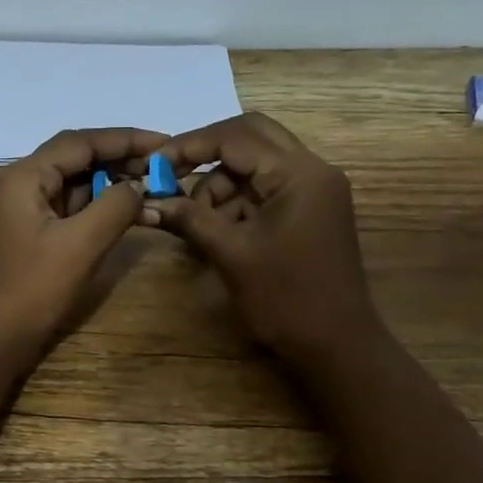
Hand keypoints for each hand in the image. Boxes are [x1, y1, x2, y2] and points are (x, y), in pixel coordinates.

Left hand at [0, 127, 165, 365]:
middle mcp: (19, 185)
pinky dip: (96, 207)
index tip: (165, 143)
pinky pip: (68, 209)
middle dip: (119, 160)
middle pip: (75, 159)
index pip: (80, 142)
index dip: (125, 139)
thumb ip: (114, 207)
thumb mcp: (80, 245)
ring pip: (72, 184)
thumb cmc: (31, 290)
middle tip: (163, 168)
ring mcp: (22, 211)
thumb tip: (138, 185)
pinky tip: (125, 212)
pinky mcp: (29, 235)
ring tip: (152, 187)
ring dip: (110, 184)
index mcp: (23, 177)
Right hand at [142, 113, 376, 360]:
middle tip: (170, 175)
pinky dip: (235, 202)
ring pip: (254, 165)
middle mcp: (311, 170)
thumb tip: (146, 202)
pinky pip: (264, 190)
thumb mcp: (231, 254)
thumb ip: (190, 219)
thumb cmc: (286, 299)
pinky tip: (213, 230)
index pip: (237, 136)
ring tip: (192, 221)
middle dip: (206, 154)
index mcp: (299, 173)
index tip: (153, 163)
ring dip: (218, 185)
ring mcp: (312, 190)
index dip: (190, 145)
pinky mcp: (307, 210)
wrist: (336, 346)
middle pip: (250, 138)